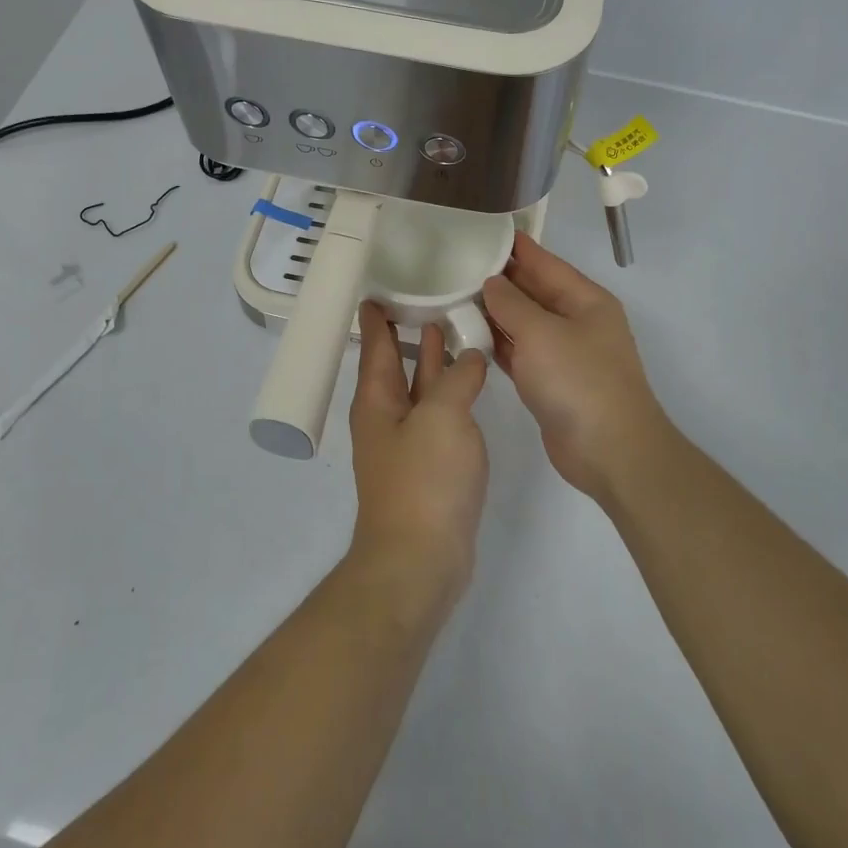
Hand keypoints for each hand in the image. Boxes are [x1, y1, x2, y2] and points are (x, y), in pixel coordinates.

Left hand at [347, 304, 489, 603]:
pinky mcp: (429, 466)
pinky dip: (450, 393)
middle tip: (428, 298)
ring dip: (433, 361)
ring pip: (420, 389)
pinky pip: (438, 415)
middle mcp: (386, 417)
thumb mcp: (443, 417)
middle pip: (396, 364)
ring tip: (454, 328)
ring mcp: (407, 443)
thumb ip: (458, 379)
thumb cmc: (424, 481)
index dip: (378, 316)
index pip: (376, 345)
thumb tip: (471, 356)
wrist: (420, 560)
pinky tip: (469, 383)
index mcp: (377, 400)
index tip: (381, 286)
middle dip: (409, 333)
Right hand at [482, 233, 671, 504]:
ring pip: (522, 323)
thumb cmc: (578, 381)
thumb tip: (492, 282)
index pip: (544, 262)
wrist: (609, 450)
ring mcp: (563, 353)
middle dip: (498, 279)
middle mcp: (576, 321)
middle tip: (455, 265)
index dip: (515, 246)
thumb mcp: (541, 333)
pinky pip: (519, 352)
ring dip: (493, 313)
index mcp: (585, 300)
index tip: (481, 231)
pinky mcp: (549, 381)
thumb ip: (512, 304)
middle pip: (532, 292)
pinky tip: (468, 335)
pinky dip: (497, 343)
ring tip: (452, 295)